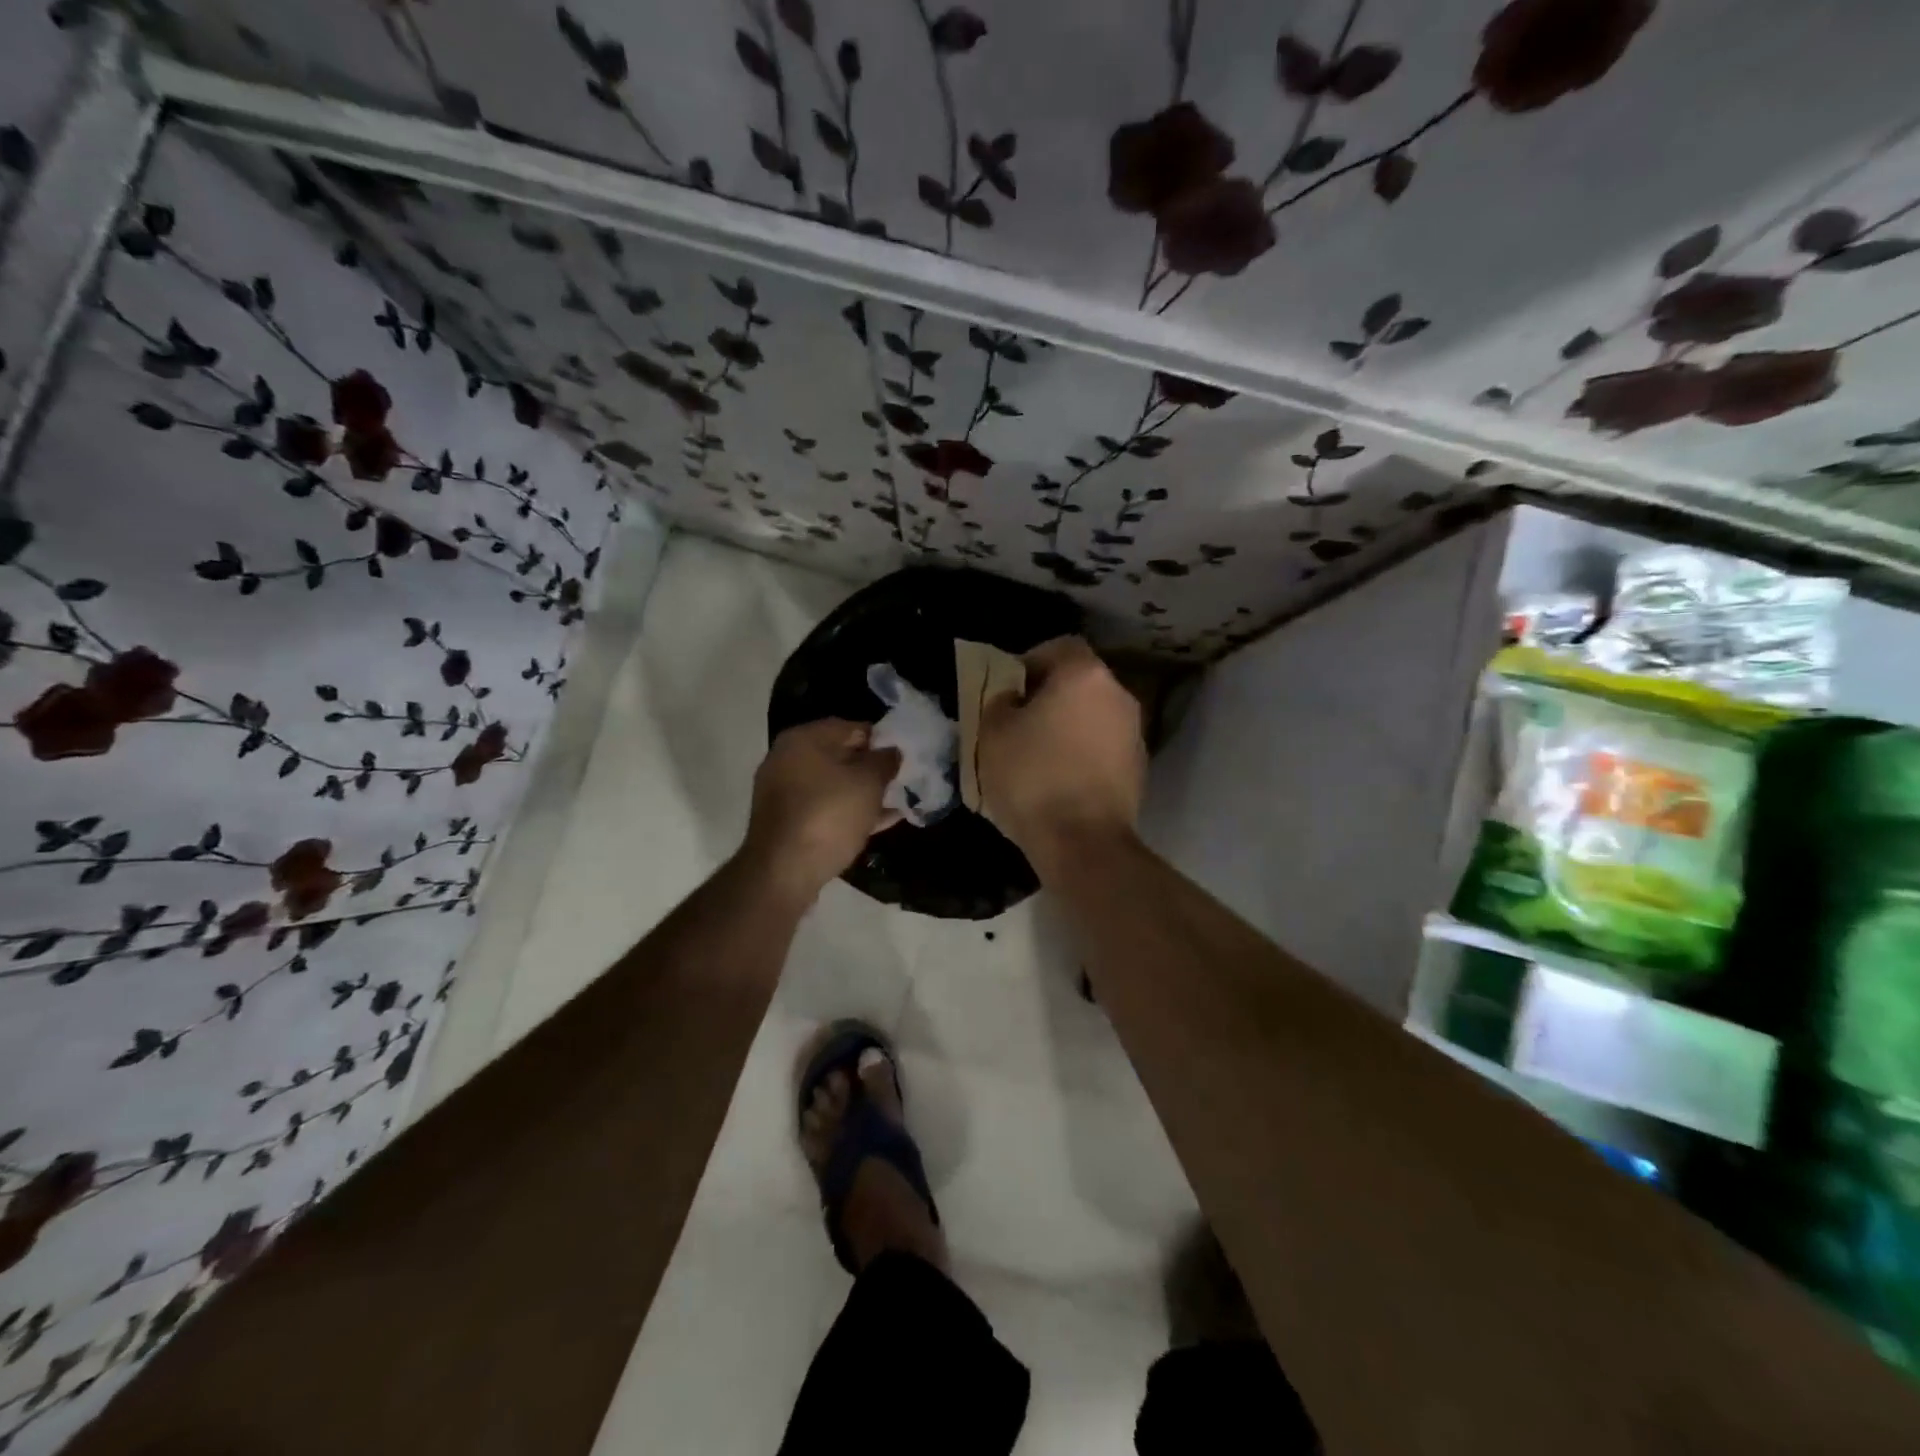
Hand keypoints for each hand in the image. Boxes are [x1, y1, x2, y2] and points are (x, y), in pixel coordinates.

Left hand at [742, 718, 899, 902]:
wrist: (783, 872)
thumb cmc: (829, 815)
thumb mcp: (868, 783)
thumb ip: (885, 761)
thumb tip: (892, 751)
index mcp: (803, 739)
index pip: (852, 727)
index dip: (882, 739)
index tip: (905, 755)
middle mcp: (787, 759)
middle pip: (840, 756)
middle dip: (872, 767)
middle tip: (902, 779)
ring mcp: (784, 792)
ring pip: (834, 785)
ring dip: (863, 792)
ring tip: (897, 800)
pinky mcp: (787, 822)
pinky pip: (825, 808)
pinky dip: (850, 811)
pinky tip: (881, 821)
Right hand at [977, 637, 1143, 870]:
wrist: (1083, 843)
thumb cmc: (1033, 778)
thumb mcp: (993, 734)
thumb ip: (999, 702)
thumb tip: (1013, 699)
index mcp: (1084, 675)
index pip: (1058, 646)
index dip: (1030, 662)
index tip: (1009, 690)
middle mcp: (1118, 695)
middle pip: (1079, 682)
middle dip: (1049, 696)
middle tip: (1018, 723)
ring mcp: (1134, 732)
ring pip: (1092, 716)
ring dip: (1068, 726)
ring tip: (1038, 756)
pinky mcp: (1139, 768)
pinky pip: (1103, 747)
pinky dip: (1083, 753)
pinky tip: (1060, 781)